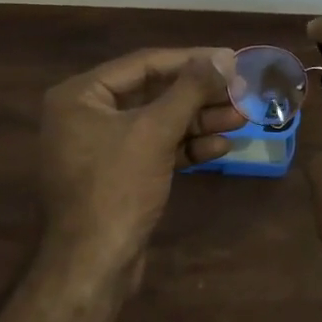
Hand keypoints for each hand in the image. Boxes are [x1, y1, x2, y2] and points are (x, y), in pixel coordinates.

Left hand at [38, 46, 243, 289]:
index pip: (143, 64)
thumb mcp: (155, 131)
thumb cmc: (117, 187)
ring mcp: (101, 147)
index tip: (230, 59)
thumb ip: (189, 90)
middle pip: (152, 93)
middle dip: (199, 95)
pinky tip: (220, 147)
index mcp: (80, 95)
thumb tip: (223, 57)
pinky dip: (185, 147)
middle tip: (242, 91)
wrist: (94, 265)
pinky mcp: (118, 175)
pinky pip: (154, 149)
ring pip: (157, 123)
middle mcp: (85, 115)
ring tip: (242, 117)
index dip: (191, 60)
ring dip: (199, 121)